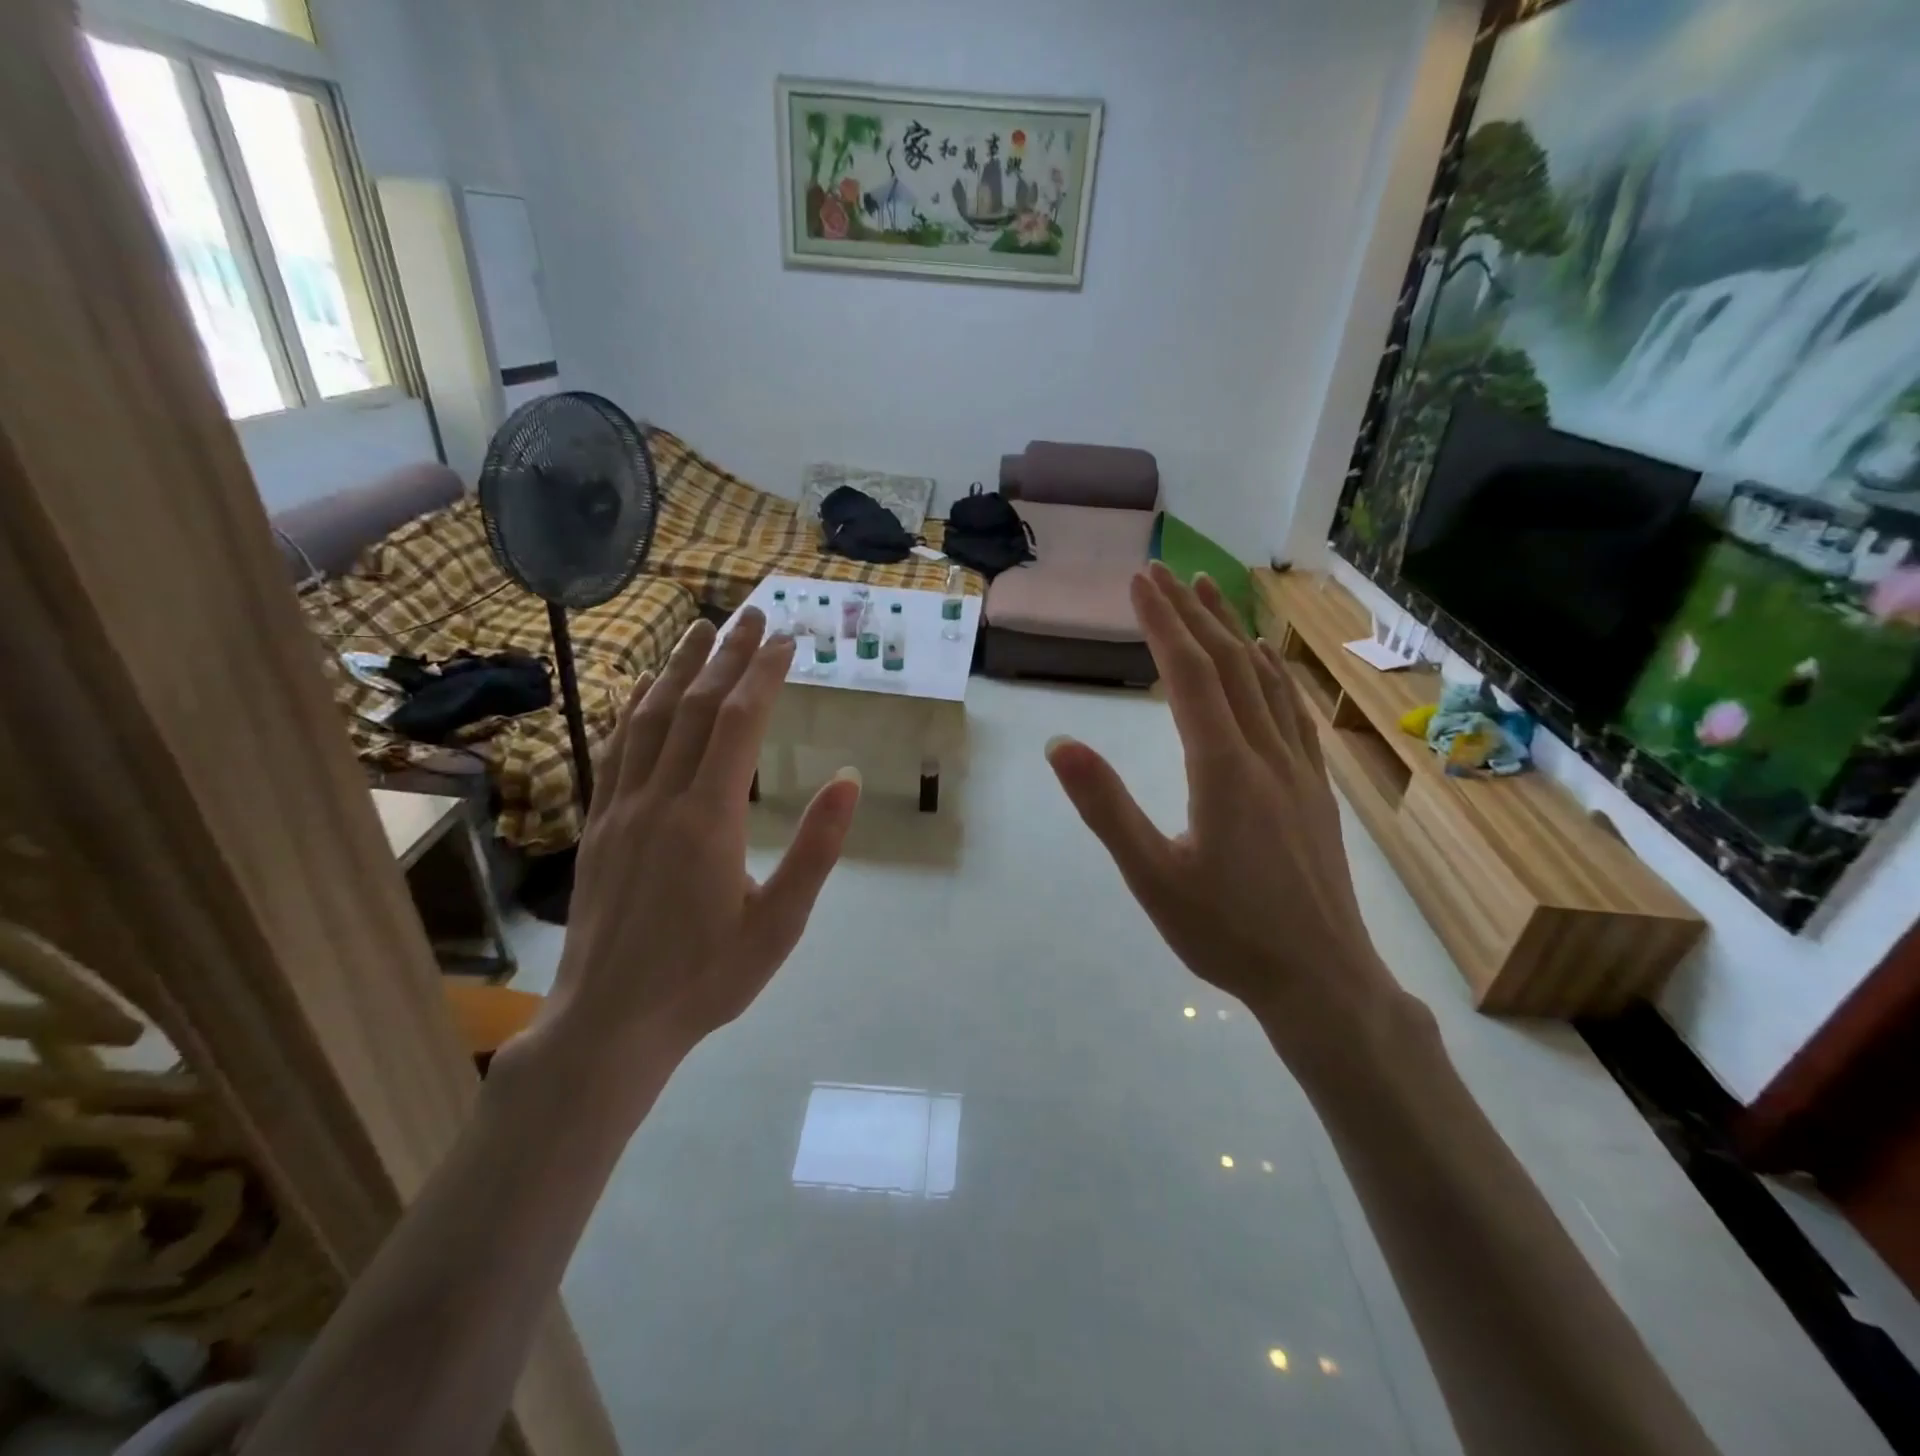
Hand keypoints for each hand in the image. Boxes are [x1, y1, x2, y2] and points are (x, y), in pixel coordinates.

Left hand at [535, 611, 860, 1090]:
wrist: (610, 1023)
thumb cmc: (706, 978)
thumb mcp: (780, 924)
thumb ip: (816, 850)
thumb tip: (847, 779)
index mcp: (708, 819)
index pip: (739, 722)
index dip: (763, 673)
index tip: (787, 639)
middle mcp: (659, 798)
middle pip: (695, 706)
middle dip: (726, 655)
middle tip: (751, 614)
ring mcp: (620, 808)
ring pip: (649, 719)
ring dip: (678, 669)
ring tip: (699, 631)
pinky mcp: (597, 824)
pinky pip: (615, 750)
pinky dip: (632, 709)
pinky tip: (642, 690)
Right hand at [1046, 564, 1401, 1079]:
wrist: (1322, 979)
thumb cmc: (1227, 933)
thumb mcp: (1152, 877)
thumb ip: (1107, 807)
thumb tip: (1060, 743)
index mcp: (1224, 770)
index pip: (1190, 677)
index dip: (1163, 625)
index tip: (1139, 582)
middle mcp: (1266, 755)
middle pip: (1230, 666)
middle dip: (1193, 615)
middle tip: (1164, 573)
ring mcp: (1299, 769)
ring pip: (1266, 682)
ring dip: (1234, 633)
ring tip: (1210, 596)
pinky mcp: (1315, 789)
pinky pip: (1291, 712)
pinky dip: (1272, 674)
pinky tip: (1265, 664)